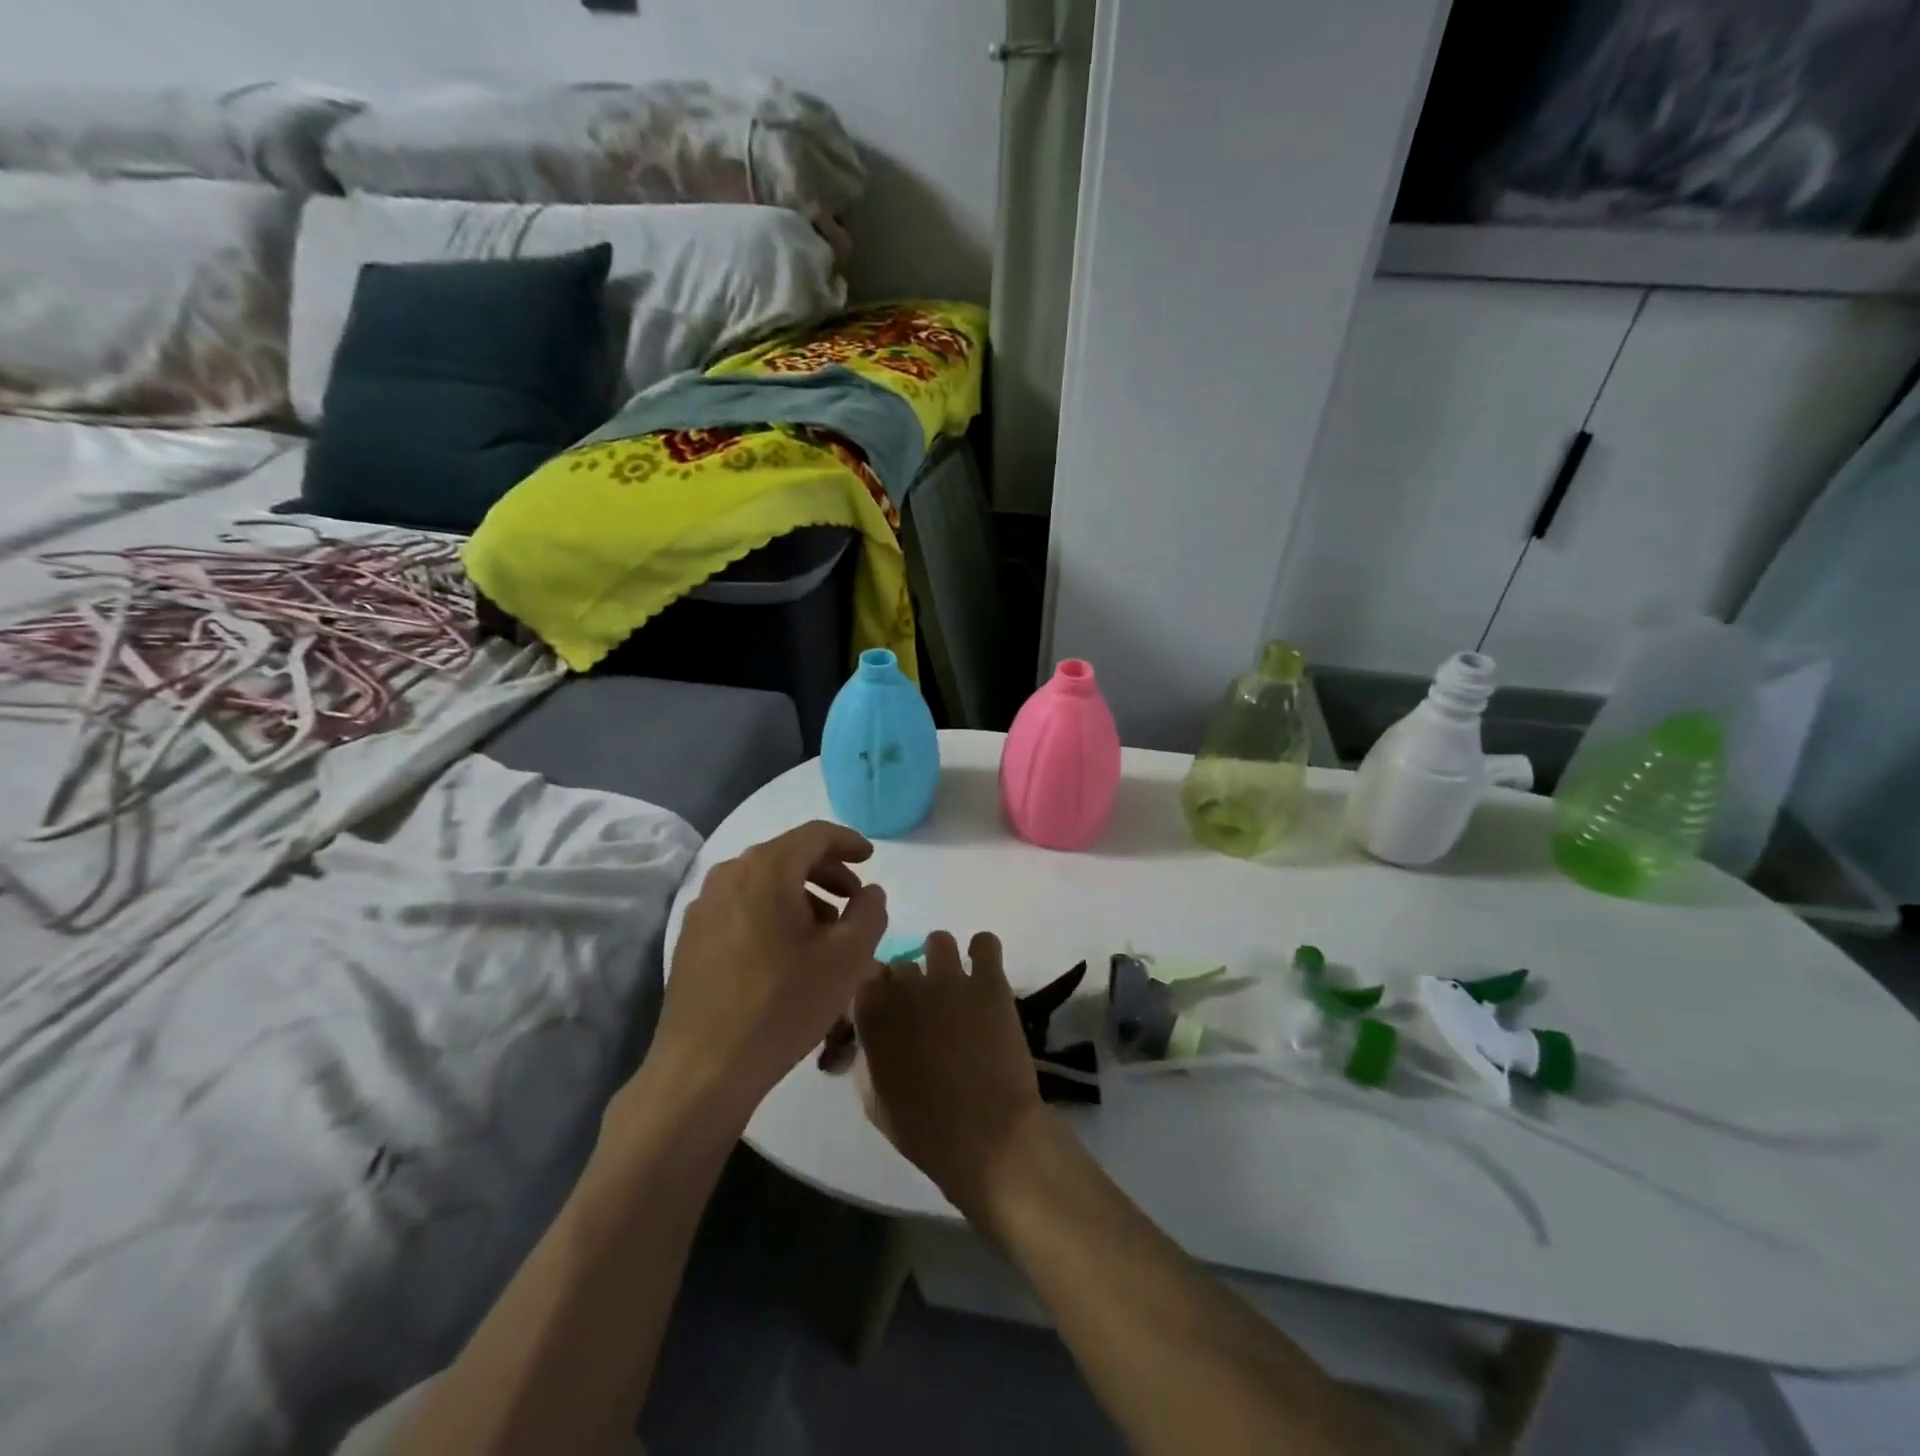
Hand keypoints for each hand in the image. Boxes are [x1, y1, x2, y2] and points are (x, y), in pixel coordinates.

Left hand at [649, 821, 887, 1123]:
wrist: (704, 1068)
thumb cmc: (784, 1004)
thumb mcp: (848, 958)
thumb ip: (869, 913)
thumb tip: (870, 892)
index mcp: (767, 869)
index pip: (814, 834)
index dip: (848, 841)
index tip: (870, 858)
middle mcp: (729, 875)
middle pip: (787, 855)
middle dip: (826, 872)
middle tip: (853, 899)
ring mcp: (703, 907)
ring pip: (762, 883)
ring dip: (800, 895)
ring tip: (825, 931)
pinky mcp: (691, 938)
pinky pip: (741, 907)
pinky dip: (771, 913)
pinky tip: (786, 952)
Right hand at [854, 931, 1044, 1213]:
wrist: (988, 1136)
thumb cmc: (926, 1131)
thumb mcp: (875, 1103)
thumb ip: (866, 1060)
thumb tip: (868, 1042)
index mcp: (873, 1018)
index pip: (864, 980)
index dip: (876, 993)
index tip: (886, 1008)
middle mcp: (906, 988)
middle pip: (901, 964)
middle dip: (910, 982)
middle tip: (925, 1006)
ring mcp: (949, 980)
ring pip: (939, 941)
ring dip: (942, 960)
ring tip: (955, 985)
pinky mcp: (989, 981)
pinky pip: (985, 943)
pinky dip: (983, 952)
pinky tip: (985, 973)